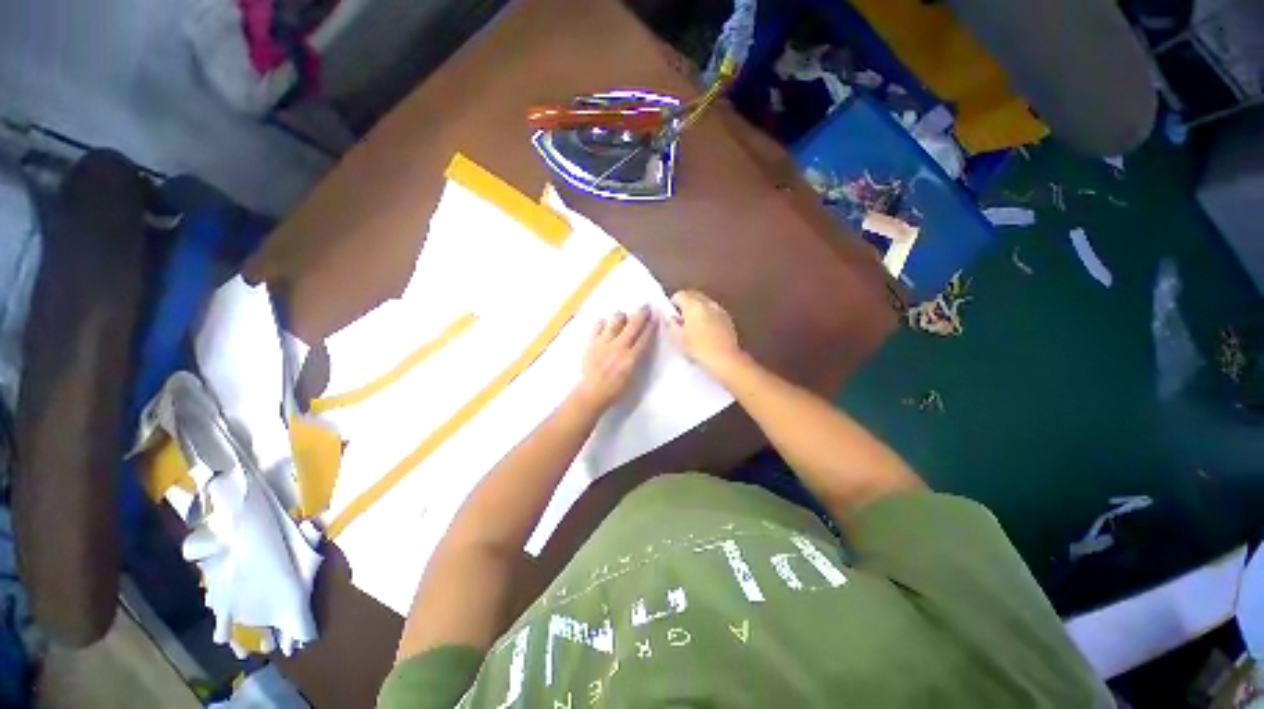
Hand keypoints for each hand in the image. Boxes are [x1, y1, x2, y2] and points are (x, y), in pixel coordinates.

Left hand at [574, 306, 654, 411]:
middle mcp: (619, 347)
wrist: (592, 392)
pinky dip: (604, 323)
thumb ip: (638, 358)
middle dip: (641, 314)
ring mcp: (604, 343)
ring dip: (622, 316)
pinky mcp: (591, 343)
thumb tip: (642, 342)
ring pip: (615, 320)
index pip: (644, 337)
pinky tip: (606, 324)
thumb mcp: (633, 376)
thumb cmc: (616, 389)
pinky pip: (598, 325)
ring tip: (623, 316)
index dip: (651, 325)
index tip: (655, 316)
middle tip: (645, 307)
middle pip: (633, 325)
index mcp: (631, 358)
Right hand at [667, 290, 743, 373]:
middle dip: (686, 303)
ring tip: (694, 325)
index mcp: (693, 305)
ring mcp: (719, 309)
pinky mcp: (728, 318)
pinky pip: (713, 311)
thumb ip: (672, 324)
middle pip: (693, 295)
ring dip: (697, 309)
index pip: (680, 294)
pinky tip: (706, 329)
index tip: (672, 315)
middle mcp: (707, 303)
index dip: (673, 304)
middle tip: (681, 319)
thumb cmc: (698, 349)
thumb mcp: (678, 338)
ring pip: (704, 302)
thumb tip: (673, 317)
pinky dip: (708, 315)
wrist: (725, 359)